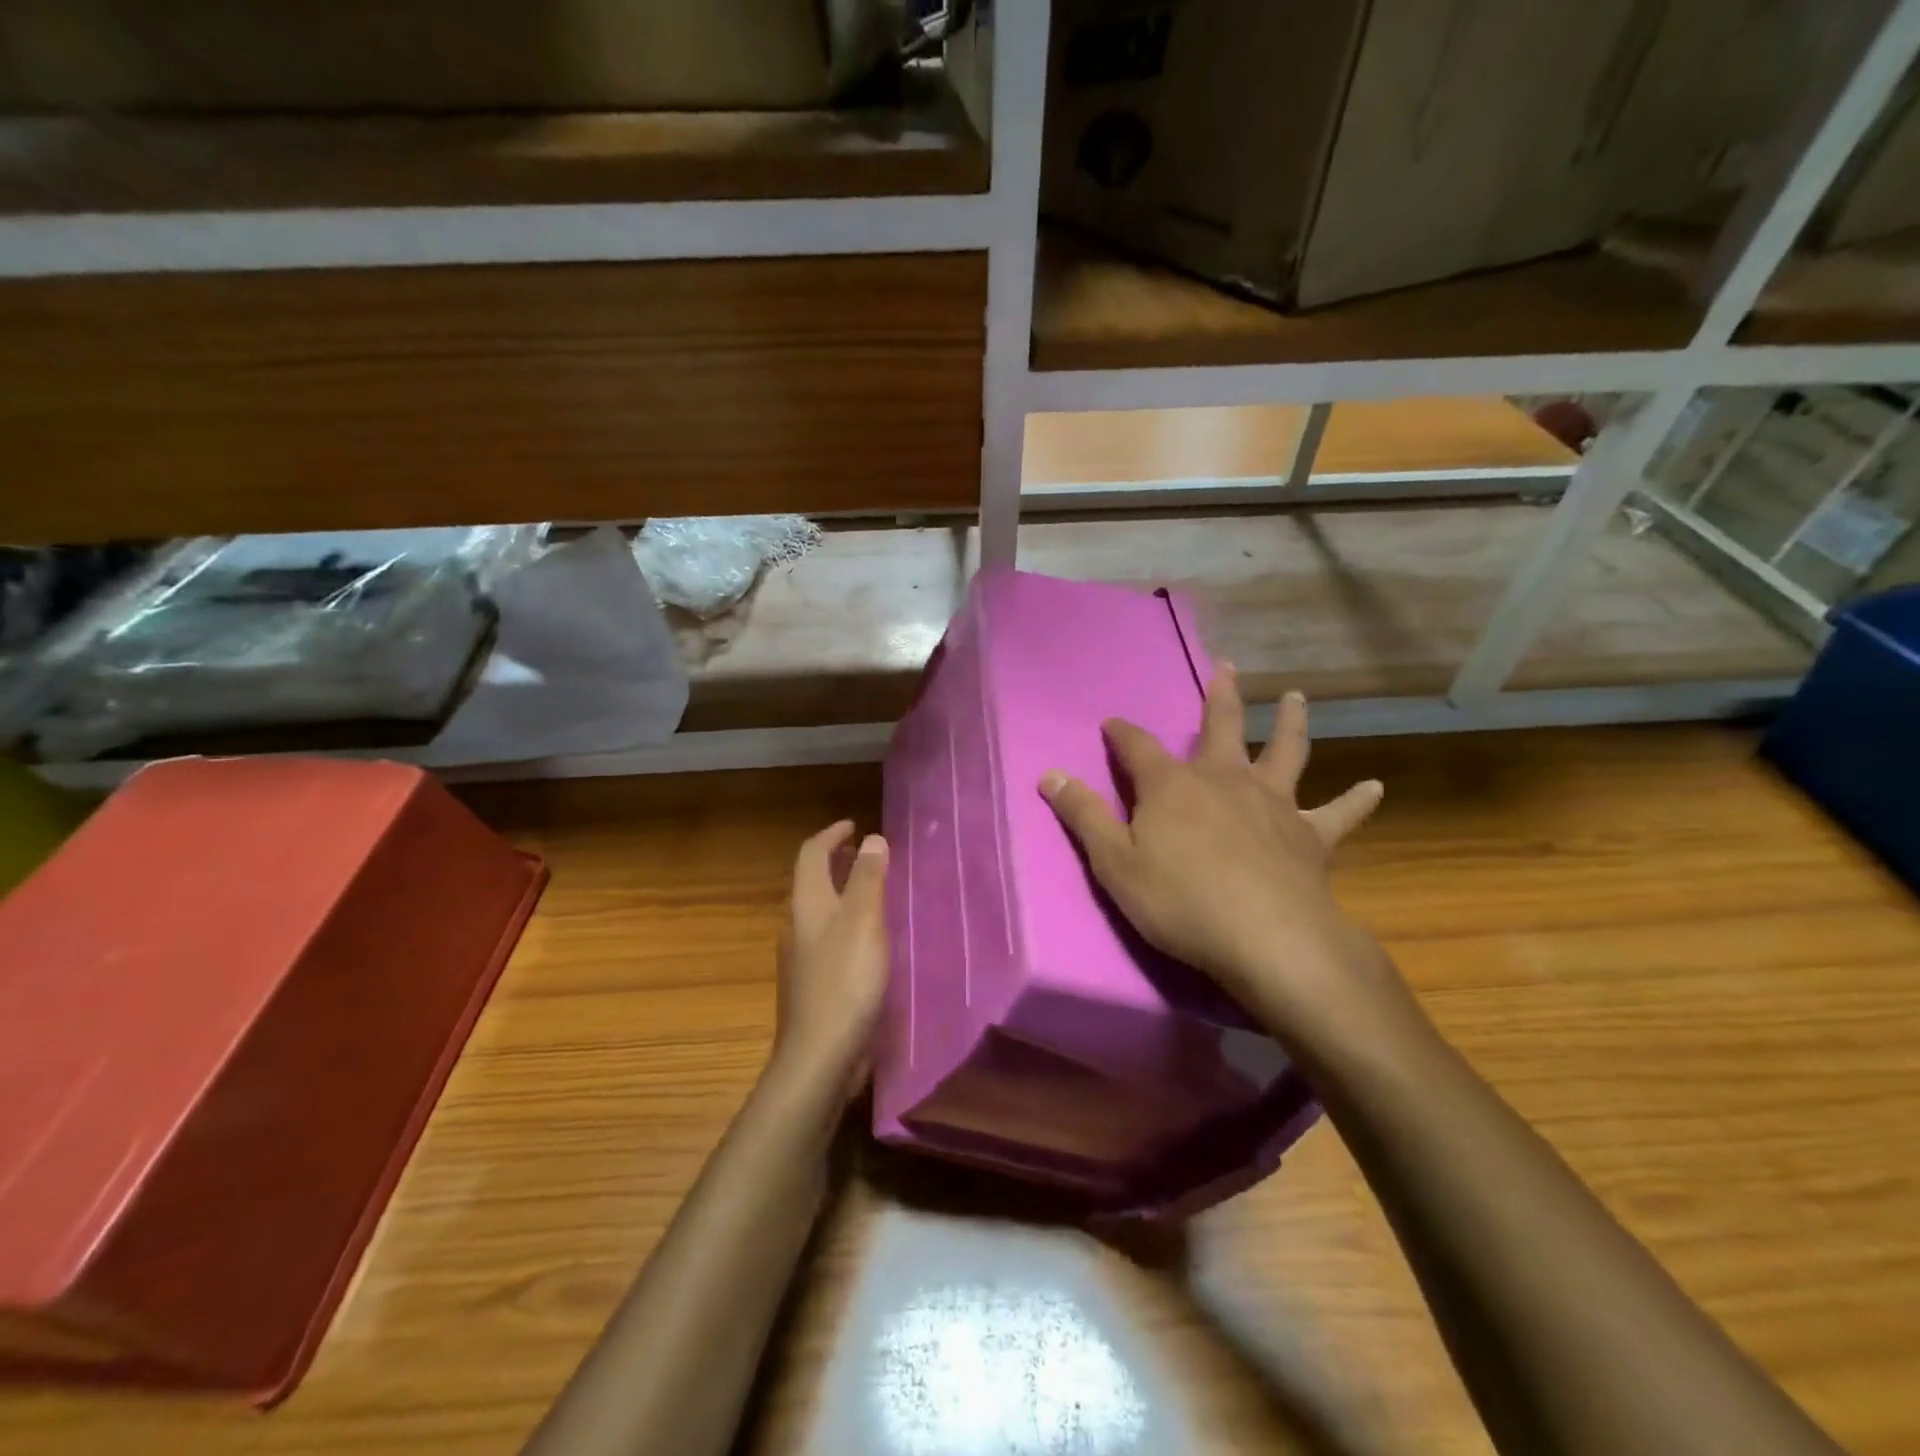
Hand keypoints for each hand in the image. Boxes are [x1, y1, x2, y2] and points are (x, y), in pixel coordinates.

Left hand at [773, 821, 889, 1096]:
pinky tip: (870, 942)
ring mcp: (801, 959)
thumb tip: (872, 838)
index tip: (854, 825)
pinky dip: (847, 924)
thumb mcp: (864, 922)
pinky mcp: (812, 986)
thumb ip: (868, 879)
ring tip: (875, 894)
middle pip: (811, 882)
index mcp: (806, 905)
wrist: (819, 1058)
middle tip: (869, 856)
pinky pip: (828, 939)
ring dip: (842, 893)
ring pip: (820, 912)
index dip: (831, 835)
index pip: (811, 855)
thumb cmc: (844, 981)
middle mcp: (796, 926)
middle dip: (837, 862)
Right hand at [1039, 668, 1412, 1053]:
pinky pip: (1339, 813)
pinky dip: (1356, 799)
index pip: (1137, 746)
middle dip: (1220, 696)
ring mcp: (1273, 803)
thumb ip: (1083, 815)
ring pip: (1286, 752)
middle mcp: (1224, 779)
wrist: (1266, 938)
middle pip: (1222, 726)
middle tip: (1227, 666)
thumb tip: (1049, 773)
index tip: (1111, 723)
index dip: (1121, 733)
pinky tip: (1374, 786)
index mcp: (1173, 785)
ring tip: (1297, 698)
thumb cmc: (1179, 901)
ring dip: (1290, 722)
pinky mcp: (1311, 835)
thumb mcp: (1113, 863)